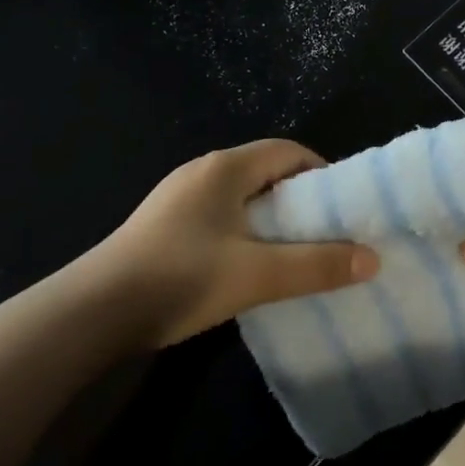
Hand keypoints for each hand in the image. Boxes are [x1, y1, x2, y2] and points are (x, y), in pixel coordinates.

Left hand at [78, 139, 378, 348]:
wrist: (92, 314)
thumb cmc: (181, 278)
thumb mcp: (257, 274)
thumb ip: (317, 266)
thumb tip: (373, 259)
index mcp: (226, 168)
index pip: (287, 151)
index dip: (320, 172)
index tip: (342, 207)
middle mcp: (202, 171)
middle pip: (264, 172)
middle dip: (298, 199)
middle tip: (324, 233)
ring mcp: (177, 197)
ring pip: (240, 196)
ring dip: (269, 218)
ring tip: (291, 253)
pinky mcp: (162, 225)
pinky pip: (218, 215)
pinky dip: (242, 231)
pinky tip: (245, 267)